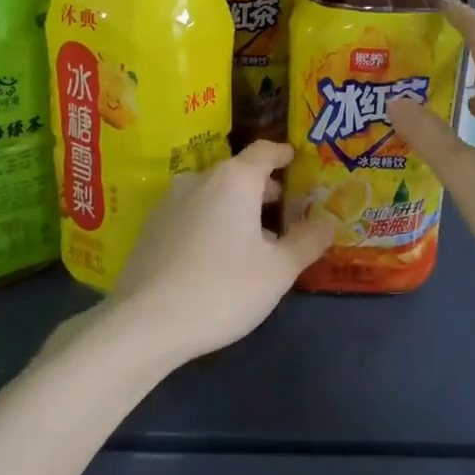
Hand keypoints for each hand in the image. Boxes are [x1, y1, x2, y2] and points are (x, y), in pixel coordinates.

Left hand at [108, 140, 335, 367]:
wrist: (146, 323)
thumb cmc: (223, 289)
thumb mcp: (278, 270)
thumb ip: (307, 241)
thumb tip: (329, 221)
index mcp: (234, 180)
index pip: (264, 152)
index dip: (282, 154)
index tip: (294, 159)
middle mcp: (199, 180)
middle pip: (237, 173)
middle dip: (261, 188)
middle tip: (283, 209)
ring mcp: (168, 203)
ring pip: (211, 195)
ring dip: (234, 208)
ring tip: (252, 239)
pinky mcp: (149, 229)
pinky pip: (190, 214)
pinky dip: (209, 222)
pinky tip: (216, 256)